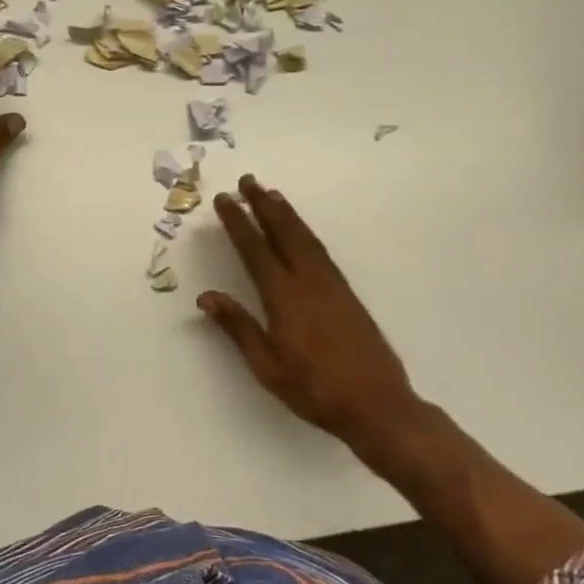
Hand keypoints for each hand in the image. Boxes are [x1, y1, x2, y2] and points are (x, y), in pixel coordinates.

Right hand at [200, 175, 428, 472]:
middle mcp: (309, 282)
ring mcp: (332, 285)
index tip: (225, 200)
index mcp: (284, 298)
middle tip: (248, 180)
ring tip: (271, 194)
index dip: (238, 223)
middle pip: (283, 233)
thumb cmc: (314, 390)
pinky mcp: (347, 294)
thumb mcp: (267, 366)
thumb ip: (239, 327)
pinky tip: (301, 232)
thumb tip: (207, 296)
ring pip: (305, 238)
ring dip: (287, 213)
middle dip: (263, 205)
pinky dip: (306, 232)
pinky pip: (321, 250)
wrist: (376, 404)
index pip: (255, 250)